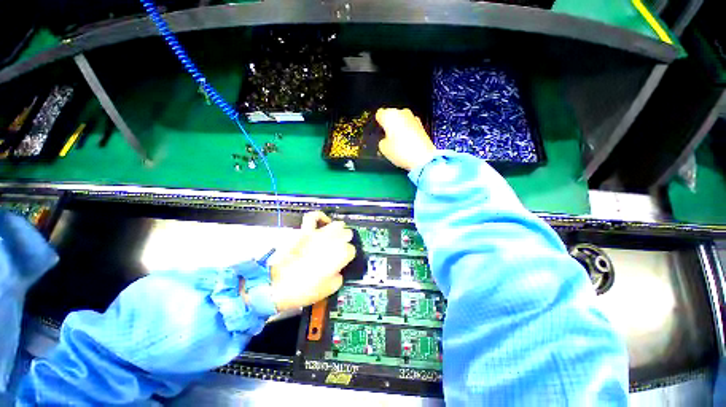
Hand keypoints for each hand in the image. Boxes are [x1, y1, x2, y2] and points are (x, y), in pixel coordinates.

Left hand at [270, 211, 355, 311]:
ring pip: (337, 224)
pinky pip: (313, 216)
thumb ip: (339, 276)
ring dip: (339, 230)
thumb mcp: (329, 289)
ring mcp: (318, 234)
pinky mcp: (305, 231)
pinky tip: (323, 222)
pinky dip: (320, 216)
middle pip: (347, 233)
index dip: (348, 256)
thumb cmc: (303, 289)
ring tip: (336, 235)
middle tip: (341, 249)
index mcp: (340, 255)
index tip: (343, 261)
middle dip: (346, 241)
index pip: (351, 250)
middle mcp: (332, 241)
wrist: (276, 286)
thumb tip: (338, 271)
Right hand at [376, 108, 435, 170]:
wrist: (423, 158)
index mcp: (390, 115)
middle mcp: (402, 112)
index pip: (379, 114)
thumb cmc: (401, 151)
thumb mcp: (383, 149)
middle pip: (392, 116)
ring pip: (401, 121)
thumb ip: (381, 141)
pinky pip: (409, 126)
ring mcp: (413, 118)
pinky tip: (406, 143)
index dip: (378, 124)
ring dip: (398, 128)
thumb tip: (385, 140)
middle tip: (387, 139)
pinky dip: (407, 132)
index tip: (378, 132)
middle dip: (389, 125)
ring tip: (397, 143)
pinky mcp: (421, 125)